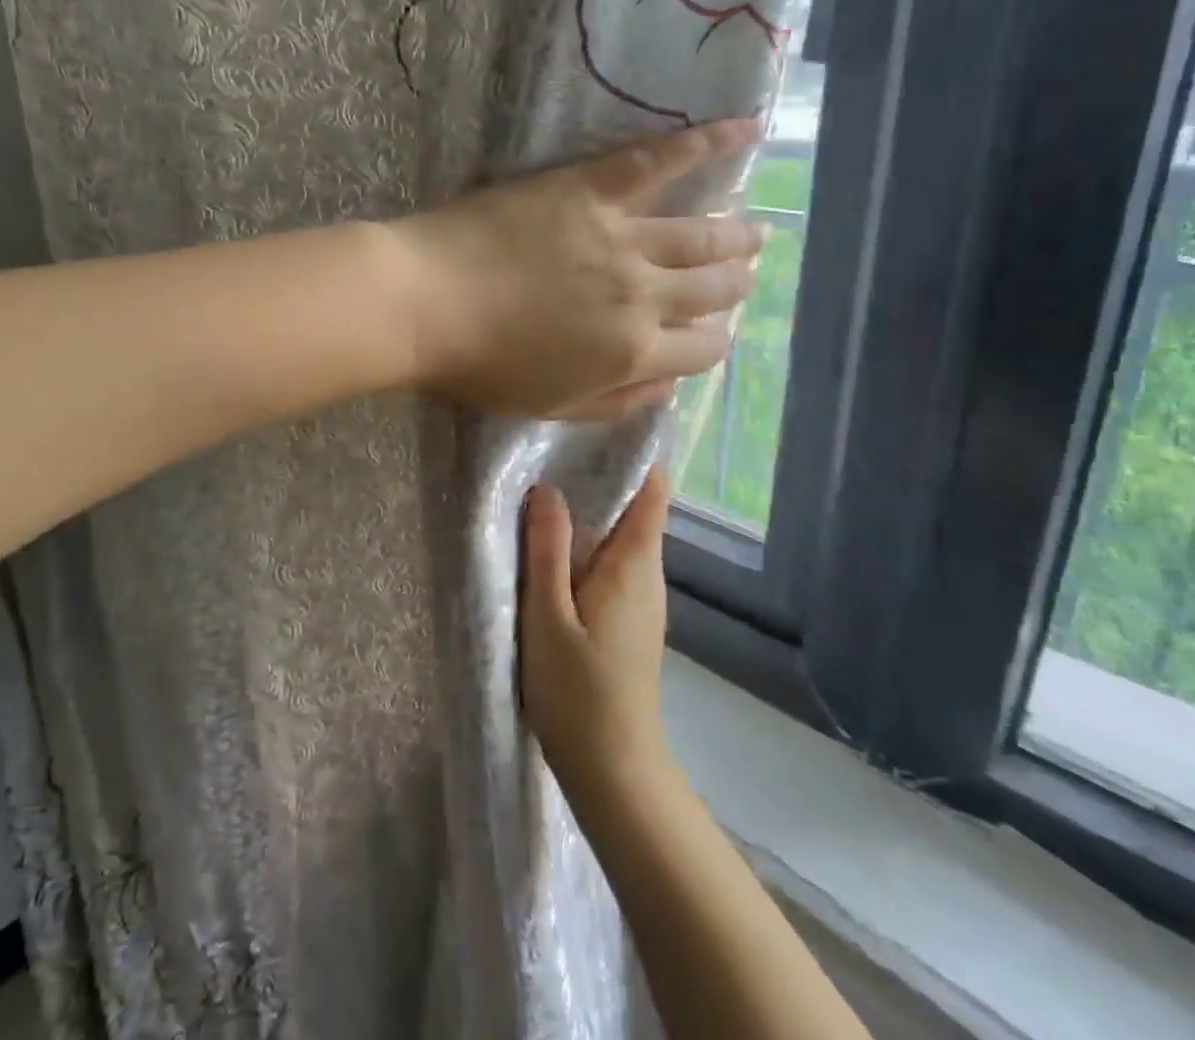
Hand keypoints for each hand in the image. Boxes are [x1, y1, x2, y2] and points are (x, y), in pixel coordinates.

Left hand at [394, 120, 763, 420]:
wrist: (423, 303)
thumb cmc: (477, 364)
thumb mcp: (548, 405)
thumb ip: (615, 402)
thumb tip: (667, 389)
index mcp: (632, 352)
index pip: (702, 350)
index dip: (713, 343)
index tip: (711, 334)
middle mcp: (642, 294)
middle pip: (711, 289)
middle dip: (735, 285)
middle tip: (745, 274)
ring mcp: (622, 237)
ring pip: (700, 234)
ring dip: (735, 234)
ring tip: (756, 230)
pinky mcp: (592, 188)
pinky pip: (660, 161)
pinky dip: (708, 142)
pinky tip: (747, 129)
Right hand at [520, 467, 676, 805]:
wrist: (613, 770)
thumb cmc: (578, 691)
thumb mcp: (548, 616)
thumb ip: (547, 551)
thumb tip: (546, 489)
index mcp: (635, 564)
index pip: (653, 491)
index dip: (635, 454)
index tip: (598, 424)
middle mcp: (647, 574)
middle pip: (634, 508)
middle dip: (598, 477)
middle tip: (550, 449)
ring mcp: (641, 600)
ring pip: (619, 537)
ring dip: (587, 512)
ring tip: (541, 488)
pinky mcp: (628, 620)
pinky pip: (611, 563)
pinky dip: (586, 544)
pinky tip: (550, 547)